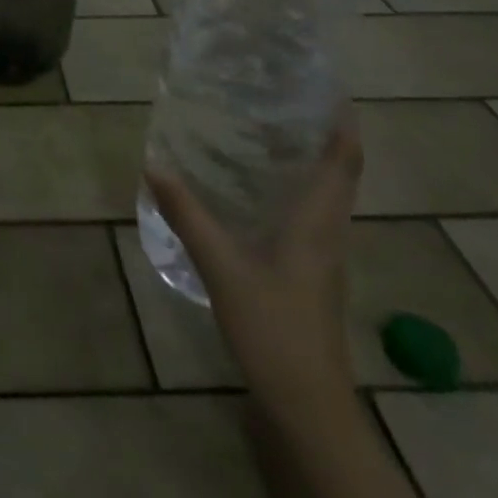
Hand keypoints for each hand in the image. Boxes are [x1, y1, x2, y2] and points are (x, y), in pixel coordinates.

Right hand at [144, 119, 362, 417]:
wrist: (308, 407)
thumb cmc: (275, 329)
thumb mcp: (223, 267)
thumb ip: (188, 215)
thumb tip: (154, 164)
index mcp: (318, 224)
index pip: (344, 164)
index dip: (343, 125)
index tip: (329, 89)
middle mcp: (328, 234)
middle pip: (337, 175)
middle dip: (320, 135)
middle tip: (283, 99)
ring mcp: (322, 258)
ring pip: (324, 196)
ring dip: (308, 162)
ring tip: (267, 132)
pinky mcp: (310, 276)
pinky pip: (309, 218)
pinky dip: (292, 191)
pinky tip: (256, 191)